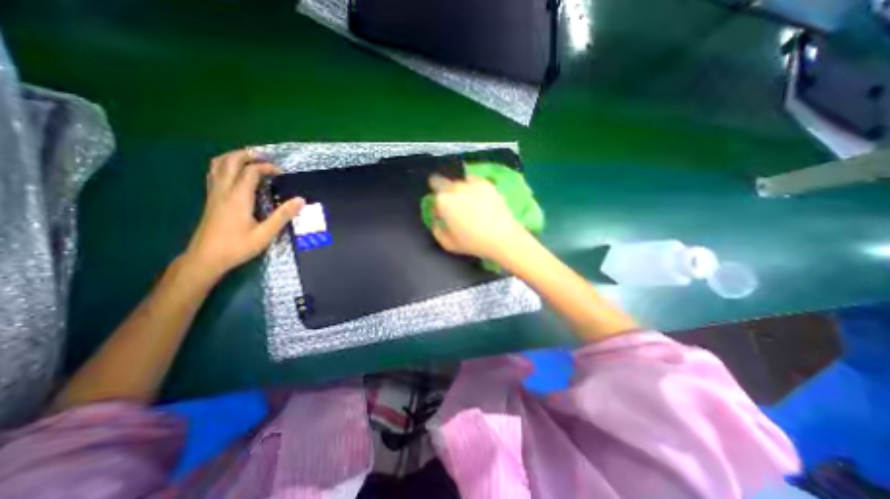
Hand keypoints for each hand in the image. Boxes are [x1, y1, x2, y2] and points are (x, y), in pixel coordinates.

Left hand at [182, 148, 304, 279]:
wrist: (205, 258)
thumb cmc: (237, 247)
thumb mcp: (265, 234)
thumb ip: (283, 215)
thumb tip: (301, 200)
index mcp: (238, 198)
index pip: (250, 172)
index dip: (267, 167)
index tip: (281, 172)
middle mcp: (223, 191)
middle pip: (230, 161)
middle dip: (247, 155)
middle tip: (265, 156)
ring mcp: (214, 194)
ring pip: (218, 165)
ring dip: (234, 157)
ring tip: (250, 159)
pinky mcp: (211, 200)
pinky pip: (215, 174)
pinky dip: (226, 166)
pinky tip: (236, 174)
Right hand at [430, 174, 526, 261]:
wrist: (502, 237)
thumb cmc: (473, 243)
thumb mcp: (448, 244)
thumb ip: (437, 231)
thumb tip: (437, 223)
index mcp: (443, 201)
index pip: (433, 198)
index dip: (436, 207)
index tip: (442, 215)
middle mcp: (455, 187)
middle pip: (442, 183)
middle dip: (443, 192)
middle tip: (453, 206)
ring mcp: (472, 183)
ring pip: (458, 181)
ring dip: (458, 189)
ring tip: (467, 202)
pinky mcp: (487, 183)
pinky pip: (474, 181)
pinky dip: (473, 187)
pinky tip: (479, 198)